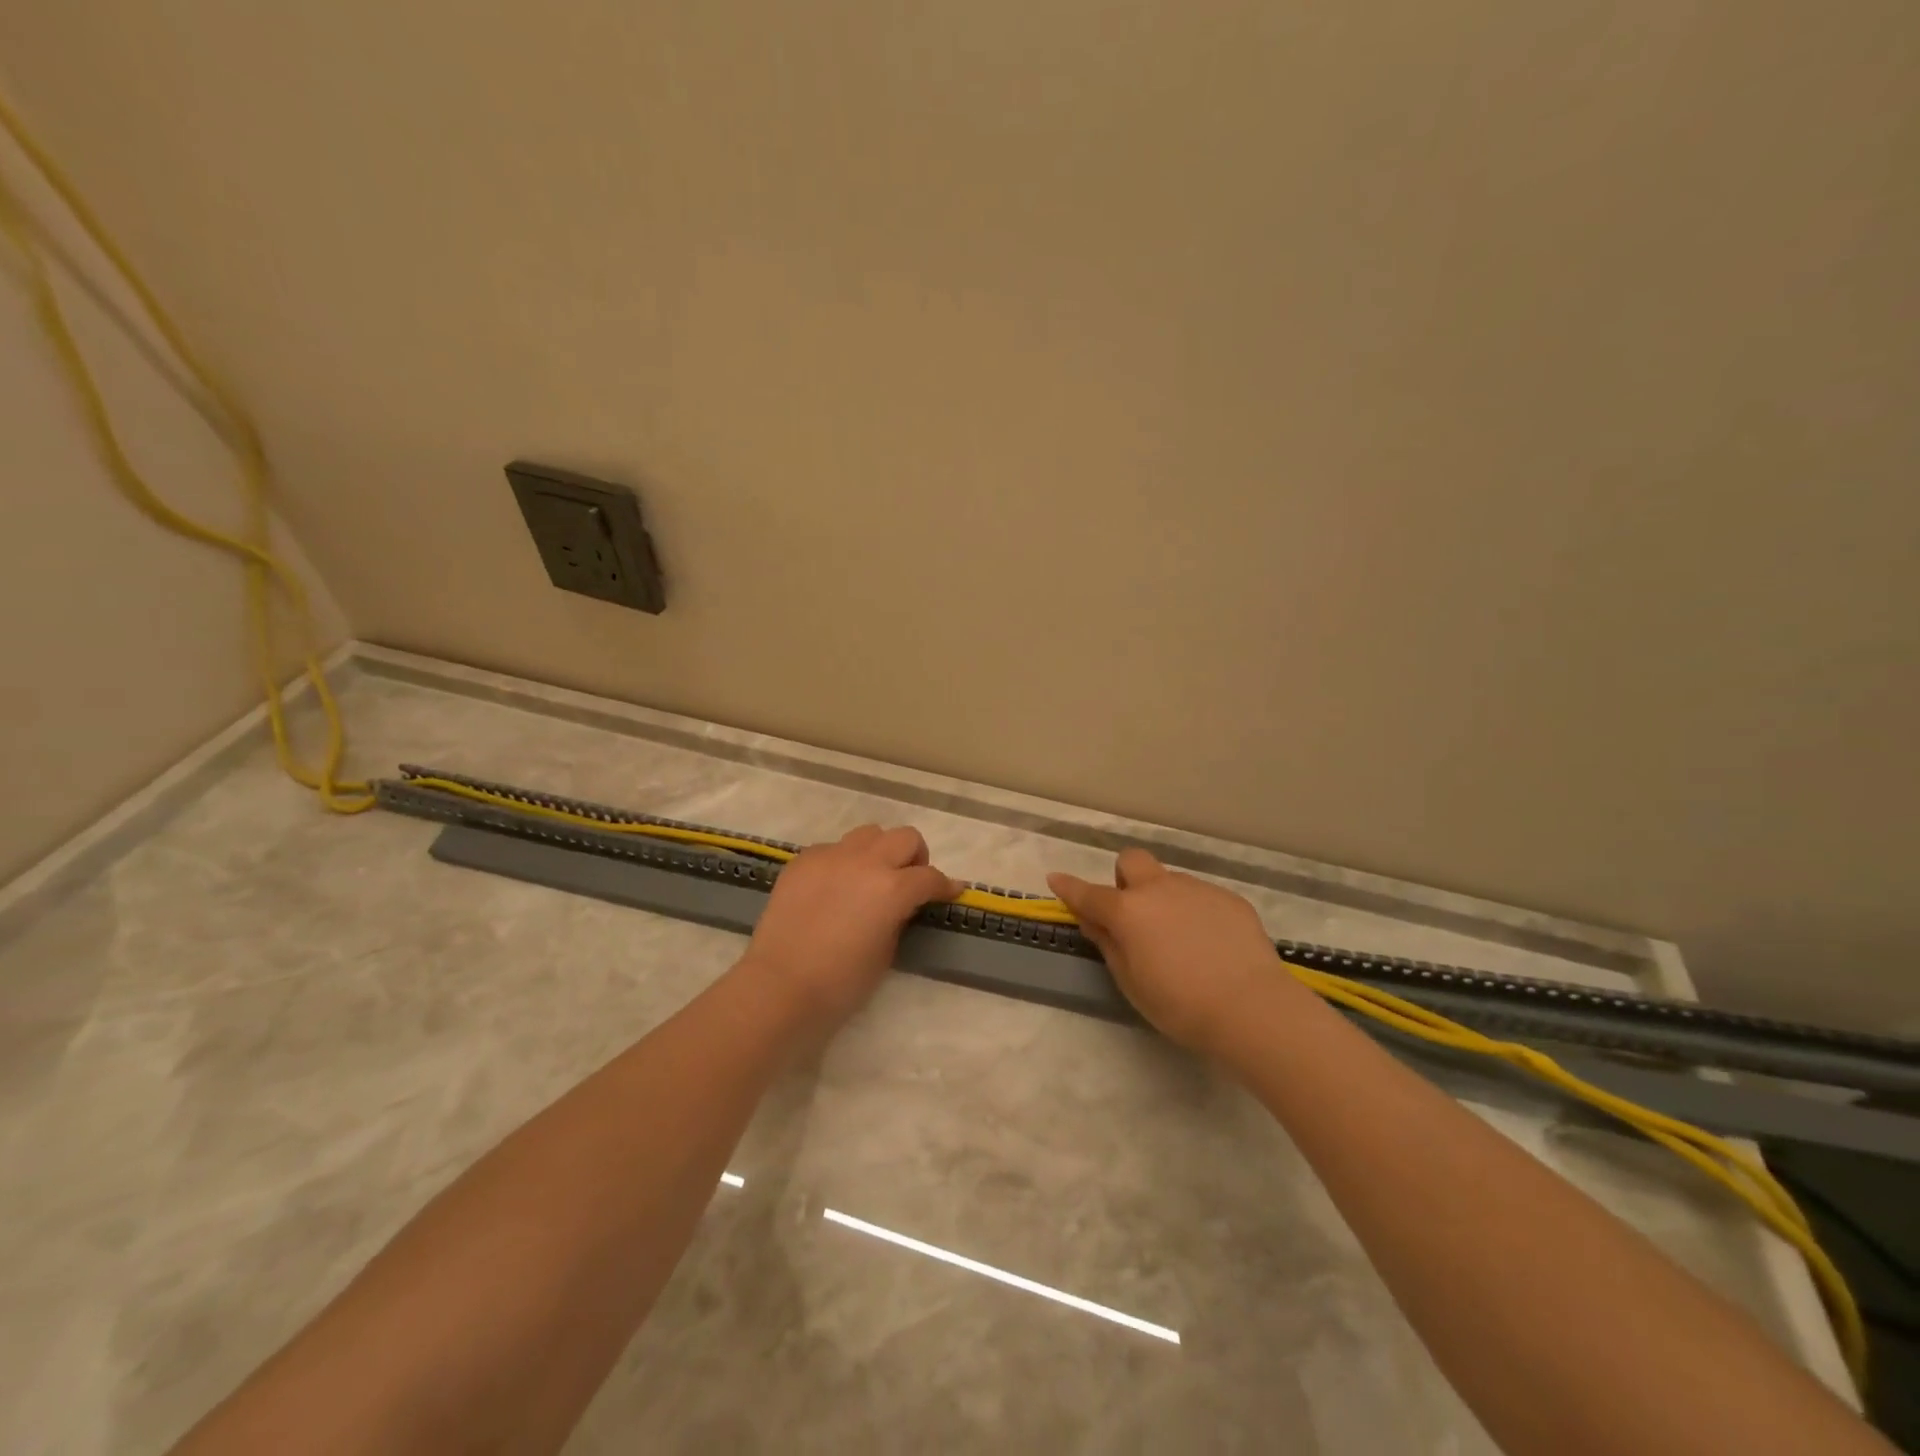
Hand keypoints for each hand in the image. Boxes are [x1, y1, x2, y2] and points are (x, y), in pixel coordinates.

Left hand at [740, 824, 961, 1030]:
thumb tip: (901, 904)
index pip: (930, 877)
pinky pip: (834, 848)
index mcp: (892, 888)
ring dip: (879, 851)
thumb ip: (899, 917)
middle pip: (905, 838)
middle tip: (909, 882)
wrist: (780, 986)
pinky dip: (844, 861)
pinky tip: (835, 887)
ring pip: (869, 834)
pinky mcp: (803, 860)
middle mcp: (865, 862)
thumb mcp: (886, 952)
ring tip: (871, 878)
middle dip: (915, 857)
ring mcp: (831, 856)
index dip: (945, 886)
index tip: (950, 892)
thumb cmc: (841, 983)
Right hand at [1048, 849, 1301, 1056]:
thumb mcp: (1131, 982)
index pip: (1088, 893)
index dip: (1068, 887)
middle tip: (1134, 914)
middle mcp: (1159, 889)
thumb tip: (1094, 921)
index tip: (1055, 879)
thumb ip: (1108, 945)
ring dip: (1164, 900)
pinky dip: (1195, 913)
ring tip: (1182, 941)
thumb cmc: (1180, 1004)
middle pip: (1132, 861)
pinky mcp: (1229, 899)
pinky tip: (1212, 946)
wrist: (1252, 1008)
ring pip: (1169, 881)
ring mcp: (1197, 889)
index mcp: (1128, 911)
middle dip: (1125, 878)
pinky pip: (1201, 897)